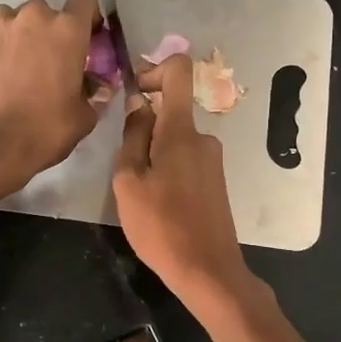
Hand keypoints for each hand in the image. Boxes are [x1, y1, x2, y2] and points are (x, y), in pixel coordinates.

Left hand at [0, 0, 102, 193]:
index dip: (90, 17)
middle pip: (54, 11)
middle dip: (59, 30)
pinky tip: (13, 67)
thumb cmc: (47, 128)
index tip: (91, 40)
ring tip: (34, 64)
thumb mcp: (84, 115)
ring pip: (26, 18)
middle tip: (61, 61)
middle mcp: (37, 17)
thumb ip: (93, 92)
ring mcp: (6, 26)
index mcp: (68, 29)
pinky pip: (4, 30)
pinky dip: (11, 41)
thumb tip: (95, 85)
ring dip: (32, 33)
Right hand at [113, 53, 253, 302]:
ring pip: (175, 140)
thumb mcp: (129, 181)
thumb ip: (133, 137)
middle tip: (125, 167)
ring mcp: (213, 160)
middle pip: (171, 111)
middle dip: (144, 129)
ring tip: (139, 192)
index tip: (133, 94)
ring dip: (153, 154)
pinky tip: (157, 203)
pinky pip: (185, 159)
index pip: (178, 71)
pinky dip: (166, 169)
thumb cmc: (161, 226)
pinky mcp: (215, 180)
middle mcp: (203, 137)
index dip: (153, 70)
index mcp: (181, 131)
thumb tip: (140, 104)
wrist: (207, 271)